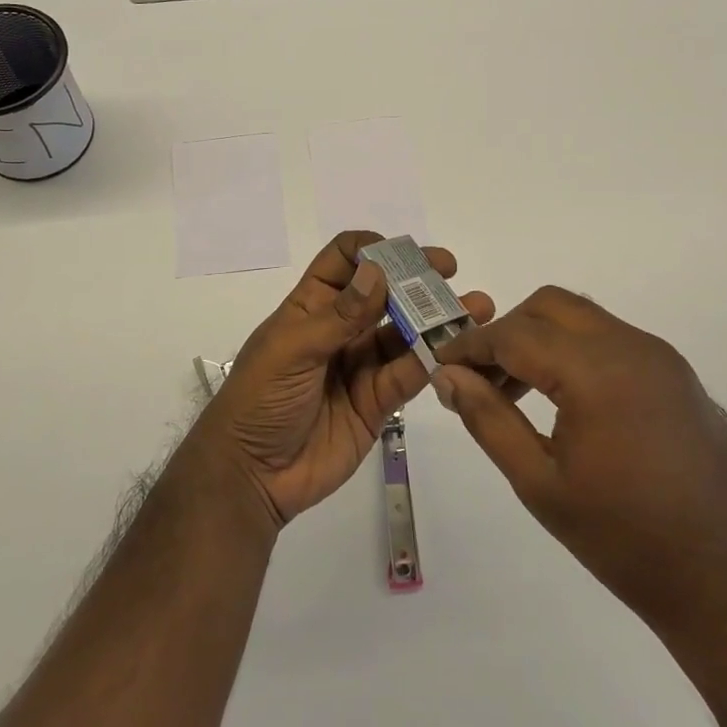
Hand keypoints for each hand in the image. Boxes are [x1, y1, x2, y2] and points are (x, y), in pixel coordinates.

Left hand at [196, 231, 494, 526]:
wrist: (251, 475)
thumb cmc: (260, 399)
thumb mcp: (292, 350)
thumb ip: (340, 316)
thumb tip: (378, 272)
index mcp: (312, 305)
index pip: (344, 261)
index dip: (373, 250)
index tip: (405, 252)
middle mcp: (341, 328)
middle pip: (384, 293)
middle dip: (416, 279)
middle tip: (450, 270)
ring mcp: (361, 364)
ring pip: (405, 333)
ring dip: (436, 319)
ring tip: (475, 308)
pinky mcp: (377, 402)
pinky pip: (409, 375)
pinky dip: (432, 361)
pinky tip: (457, 350)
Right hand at [432, 287, 726, 653]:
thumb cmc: (628, 542)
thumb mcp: (541, 485)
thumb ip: (488, 420)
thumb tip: (448, 376)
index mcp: (597, 372)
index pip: (515, 334)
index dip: (470, 346)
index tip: (440, 363)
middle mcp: (633, 348)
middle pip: (551, 306)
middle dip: (507, 331)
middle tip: (481, 377)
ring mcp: (662, 358)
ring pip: (584, 319)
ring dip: (542, 338)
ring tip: (516, 391)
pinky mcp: (677, 376)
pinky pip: (612, 340)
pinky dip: (576, 352)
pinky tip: (565, 401)